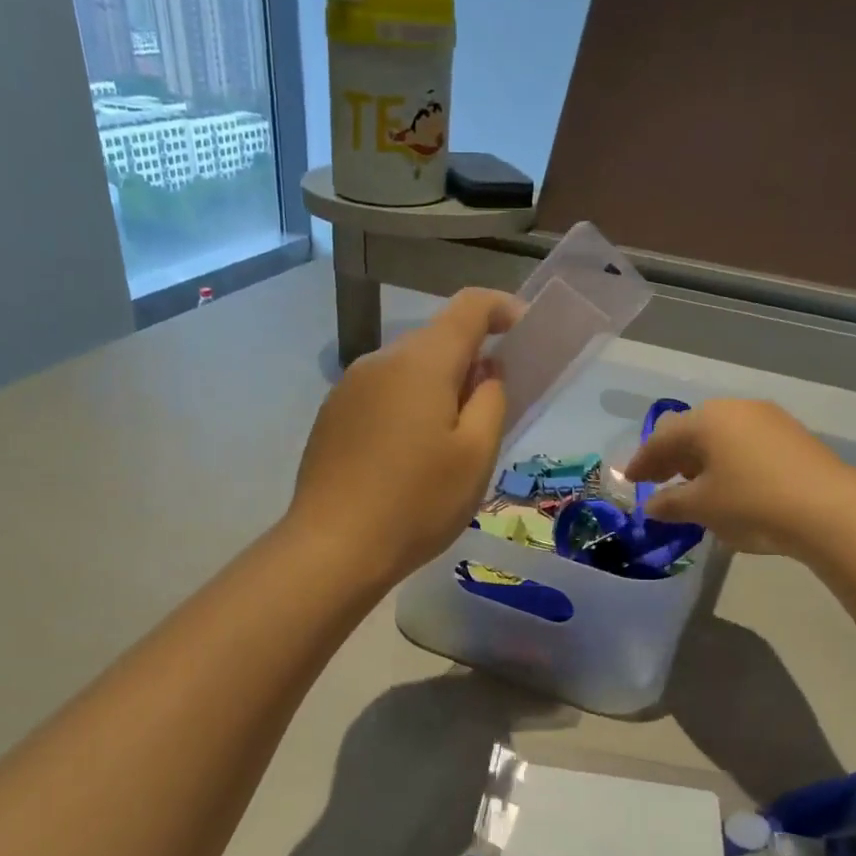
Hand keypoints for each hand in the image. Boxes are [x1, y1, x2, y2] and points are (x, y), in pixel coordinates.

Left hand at [289, 289, 519, 584]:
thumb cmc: (417, 503)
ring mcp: (348, 388)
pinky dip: (406, 410)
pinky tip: (406, 460)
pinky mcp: (331, 417)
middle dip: (470, 363)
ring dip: (436, 390)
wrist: (334, 548)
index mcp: (421, 362)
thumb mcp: (476, 456)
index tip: (524, 332)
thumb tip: (485, 372)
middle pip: (436, 341)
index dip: (503, 309)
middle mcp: (380, 361)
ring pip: (407, 371)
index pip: (469, 307)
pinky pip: (381, 396)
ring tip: (447, 447)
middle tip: (490, 413)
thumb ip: (491, 401)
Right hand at [623, 399, 855, 557]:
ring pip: (720, 435)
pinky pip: (744, 443)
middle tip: (657, 482)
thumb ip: (670, 503)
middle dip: (670, 457)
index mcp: (706, 420)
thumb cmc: (752, 503)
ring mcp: (768, 419)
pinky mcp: (792, 436)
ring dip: (699, 459)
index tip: (629, 481)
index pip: (661, 438)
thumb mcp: (702, 507)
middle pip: (691, 430)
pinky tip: (728, 484)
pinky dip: (727, 460)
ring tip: (692, 486)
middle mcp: (735, 409)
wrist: (830, 510)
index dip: (642, 461)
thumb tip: (653, 505)